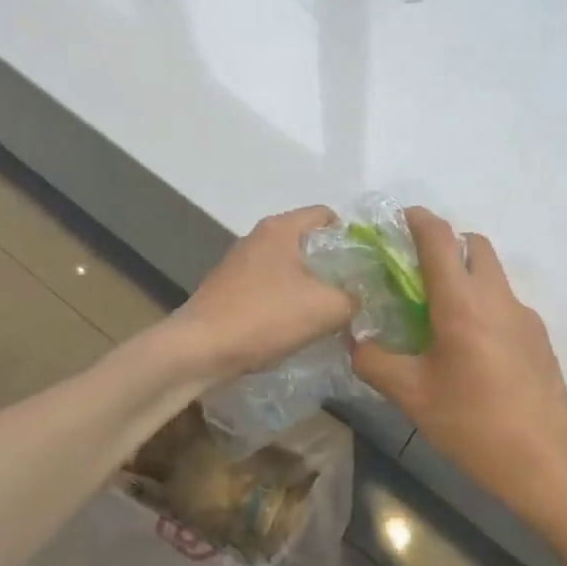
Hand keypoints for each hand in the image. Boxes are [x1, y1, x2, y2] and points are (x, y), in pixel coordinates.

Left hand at [172, 206, 355, 382]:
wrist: (199, 350)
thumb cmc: (265, 317)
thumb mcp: (327, 308)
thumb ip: (354, 297)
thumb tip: (360, 297)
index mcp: (281, 228)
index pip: (328, 215)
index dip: (353, 238)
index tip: (367, 267)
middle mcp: (259, 237)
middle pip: (309, 242)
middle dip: (333, 266)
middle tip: (354, 293)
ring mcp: (240, 263)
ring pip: (290, 267)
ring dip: (310, 287)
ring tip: (329, 314)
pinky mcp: (230, 289)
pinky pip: (270, 287)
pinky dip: (287, 302)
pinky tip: (296, 327)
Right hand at [353, 209, 566, 525]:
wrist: (546, 462)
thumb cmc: (472, 425)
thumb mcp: (411, 396)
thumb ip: (374, 361)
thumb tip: (355, 341)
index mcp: (461, 303)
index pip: (439, 239)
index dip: (419, 220)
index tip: (400, 219)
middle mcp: (497, 298)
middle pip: (474, 245)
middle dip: (446, 244)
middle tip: (418, 272)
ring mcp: (525, 316)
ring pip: (493, 275)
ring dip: (467, 277)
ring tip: (441, 317)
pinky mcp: (540, 338)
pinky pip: (506, 305)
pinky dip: (484, 306)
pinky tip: (473, 351)